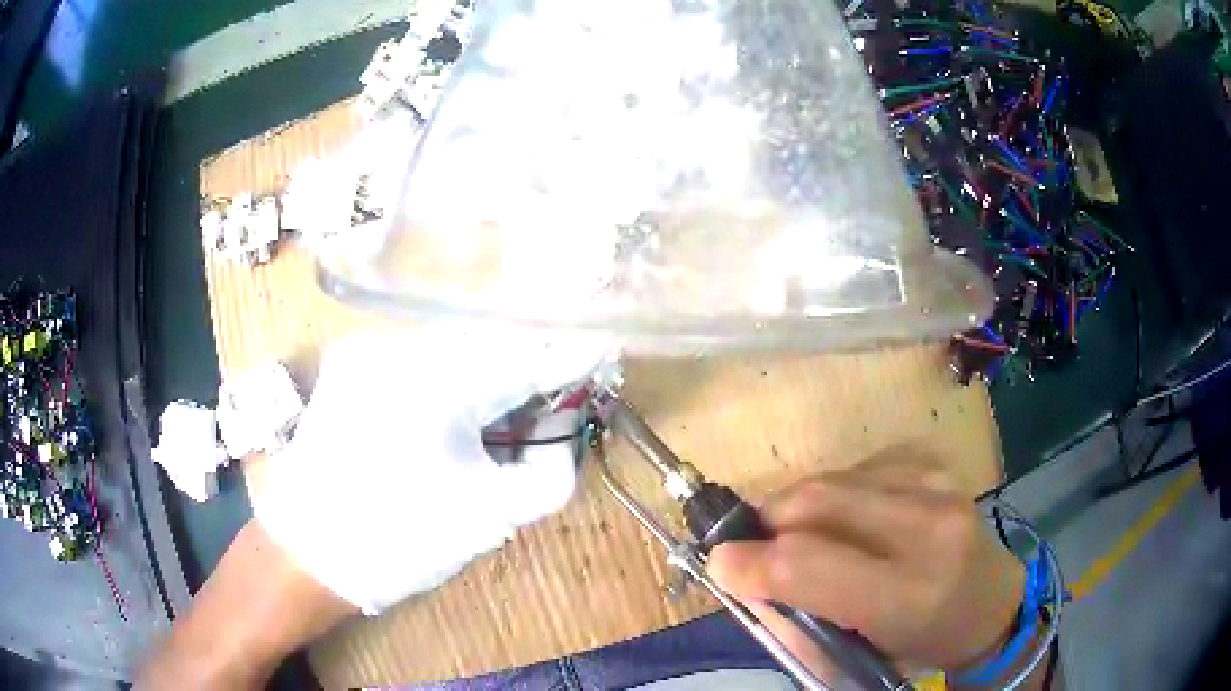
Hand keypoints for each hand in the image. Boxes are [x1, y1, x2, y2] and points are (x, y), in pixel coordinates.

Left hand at [254, 324, 607, 614]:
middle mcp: (398, 344)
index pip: (523, 355)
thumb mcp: (490, 516)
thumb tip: (564, 437)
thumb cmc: (399, 540)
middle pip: (487, 342)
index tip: (603, 354)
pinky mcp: (349, 365)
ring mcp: (367, 350)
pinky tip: (452, 414)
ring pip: (450, 347)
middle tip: (552, 396)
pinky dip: (449, 379)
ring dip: (486, 373)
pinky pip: (417, 359)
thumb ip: (548, 474)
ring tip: (504, 410)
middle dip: (526, 367)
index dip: (569, 357)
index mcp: (436, 380)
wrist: (306, 553)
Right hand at [707, 448, 1024, 676]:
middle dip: (767, 523)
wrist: (991, 601)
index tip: (720, 563)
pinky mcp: (936, 464)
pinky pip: (859, 466)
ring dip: (800, 508)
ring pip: (832, 479)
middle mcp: (928, 530)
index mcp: (908, 596)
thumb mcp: (857, 656)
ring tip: (807, 536)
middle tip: (757, 548)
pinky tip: (849, 516)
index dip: (750, 561)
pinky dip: (836, 491)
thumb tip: (743, 577)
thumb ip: (795, 620)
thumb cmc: (922, 641)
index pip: (808, 564)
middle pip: (815, 502)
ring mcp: (937, 486)